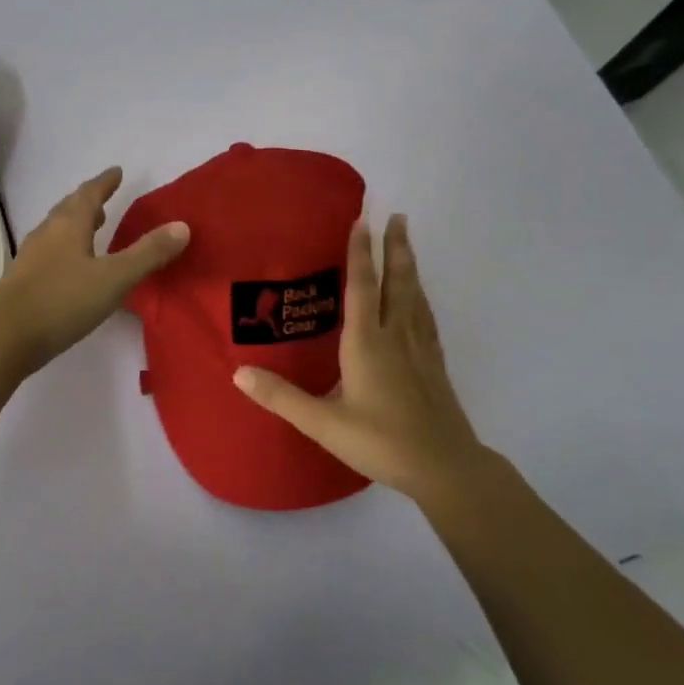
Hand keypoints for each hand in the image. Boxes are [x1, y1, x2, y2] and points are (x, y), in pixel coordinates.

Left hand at [0, 166, 188, 373]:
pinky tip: (70, 266)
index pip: (88, 194)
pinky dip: (64, 247)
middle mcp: (46, 233)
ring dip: (74, 224)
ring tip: (92, 228)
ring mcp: (30, 257)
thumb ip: (148, 253)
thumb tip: (182, 226)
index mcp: (68, 225)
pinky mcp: (22, 280)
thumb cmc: (62, 301)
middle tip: (104, 199)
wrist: (5, 338)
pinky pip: (48, 251)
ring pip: (56, 230)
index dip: (104, 182)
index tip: (116, 171)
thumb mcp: (114, 278)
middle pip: (68, 209)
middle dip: (88, 202)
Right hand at [232, 215, 491, 505]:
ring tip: (407, 243)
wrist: (445, 468)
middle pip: (397, 282)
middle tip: (397, 216)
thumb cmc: (382, 442)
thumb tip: (238, 372)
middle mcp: (395, 337)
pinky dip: (420, 297)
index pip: (362, 287)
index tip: (361, 219)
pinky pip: (425, 317)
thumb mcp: (324, 424)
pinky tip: (419, 300)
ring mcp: (420, 349)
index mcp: (367, 343)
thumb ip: (282, 397)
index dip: (359, 252)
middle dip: (395, 247)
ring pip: (415, 296)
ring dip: (410, 266)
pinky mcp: (434, 364)